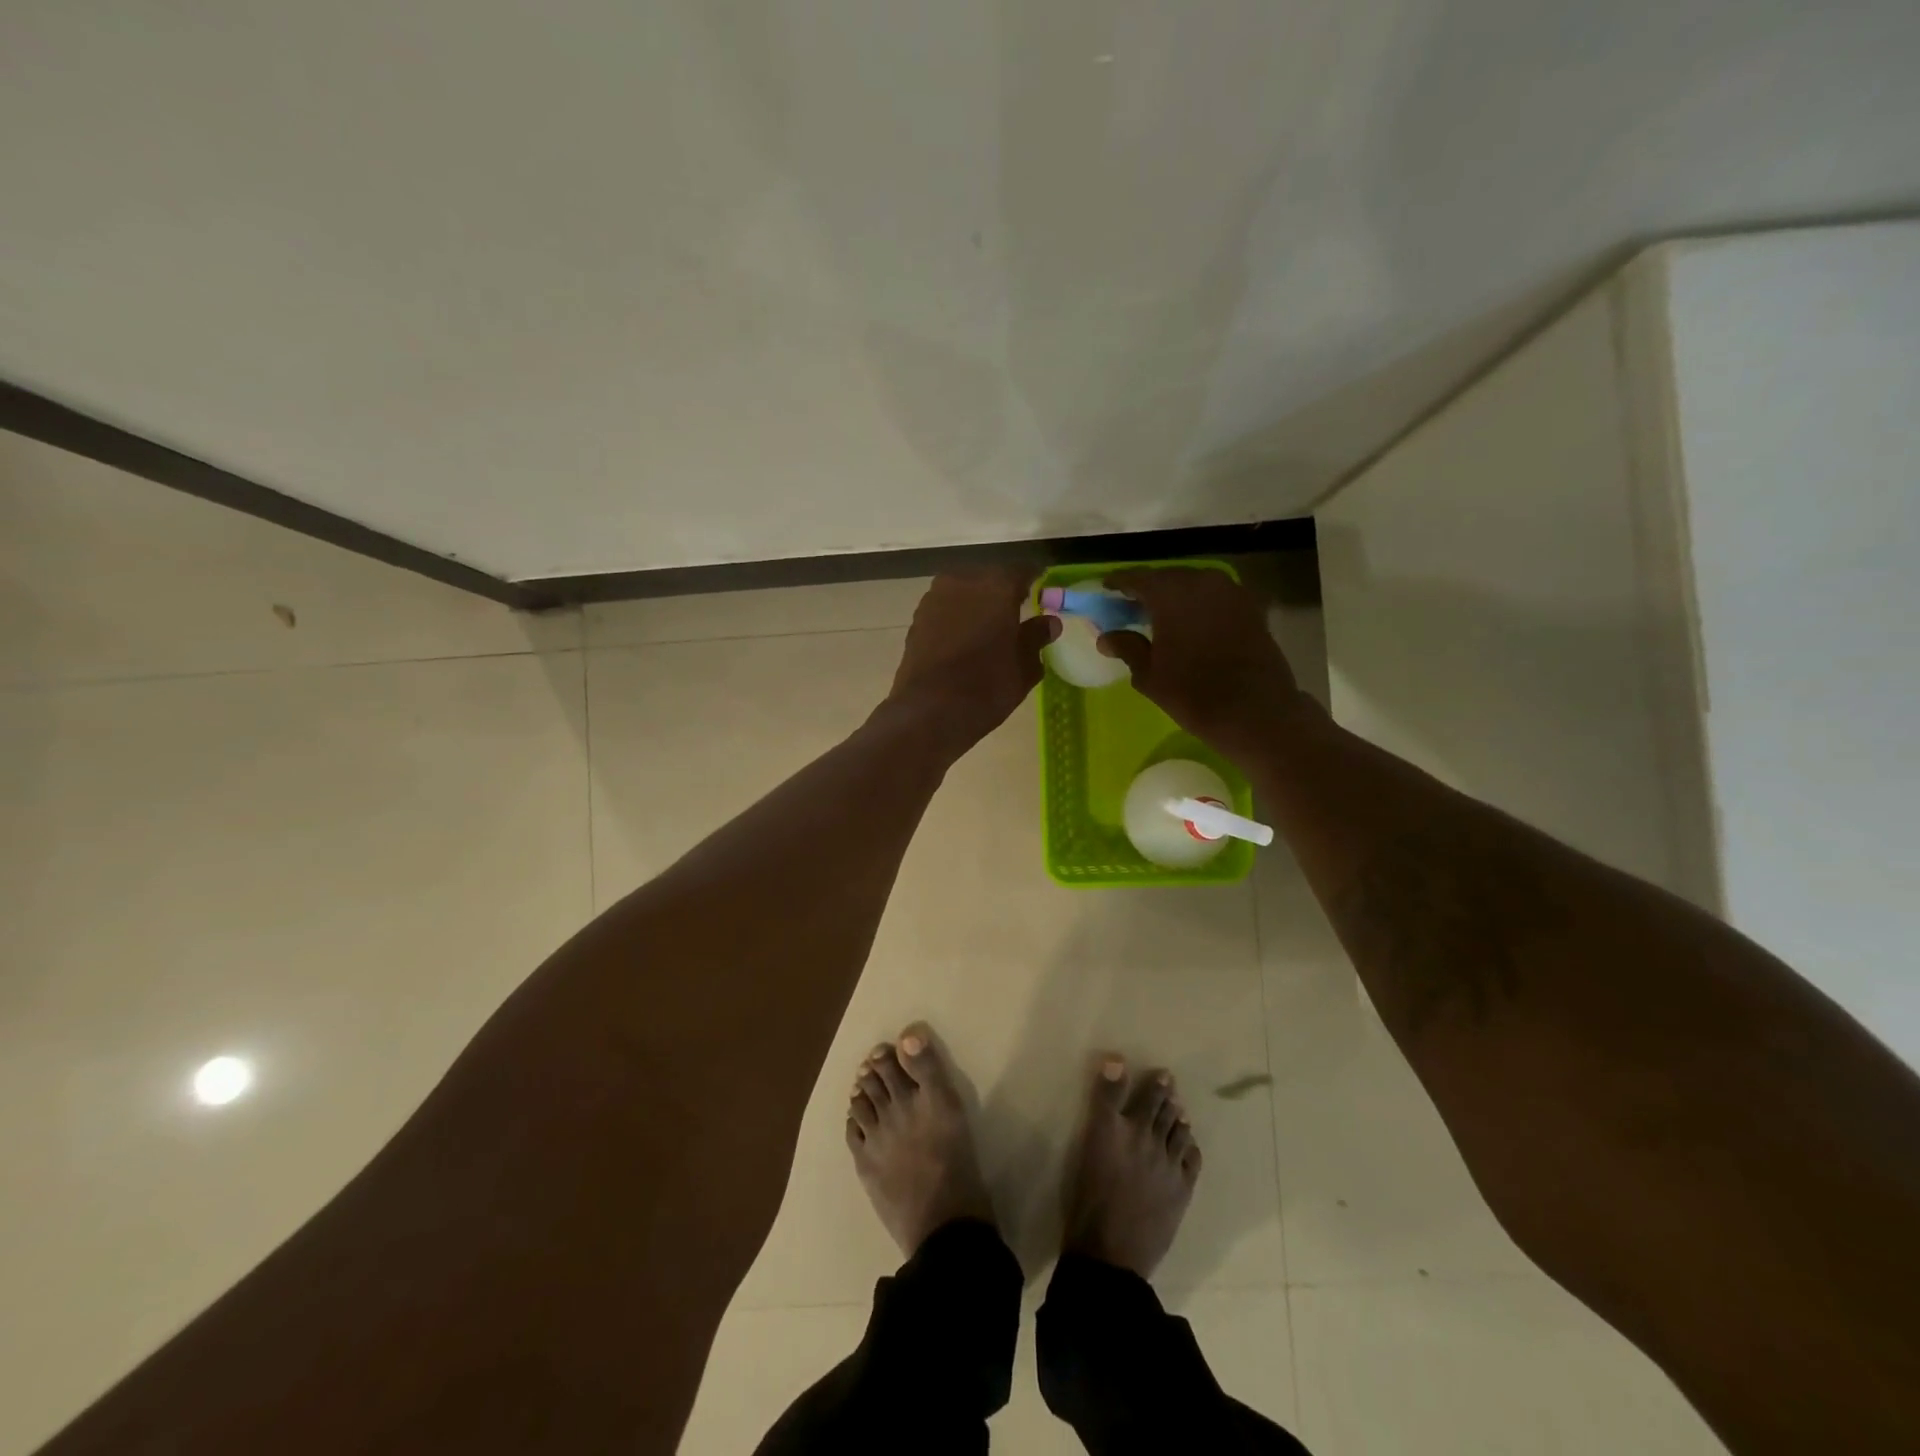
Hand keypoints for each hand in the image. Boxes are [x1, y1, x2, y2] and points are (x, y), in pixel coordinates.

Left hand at [884, 569, 1059, 755]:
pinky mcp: (917, 618)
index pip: (1022, 570)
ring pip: (964, 590)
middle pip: (990, 577)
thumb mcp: (1024, 666)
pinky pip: (946, 608)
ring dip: (977, 602)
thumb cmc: (986, 686)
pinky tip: (965, 636)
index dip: (1034, 579)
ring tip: (989, 625)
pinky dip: (958, 616)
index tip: (1042, 589)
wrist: (929, 711)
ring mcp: (935, 598)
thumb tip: (1049, 622)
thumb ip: (1037, 638)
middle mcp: (963, 581)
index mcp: (997, 586)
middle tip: (1017, 609)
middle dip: (1003, 590)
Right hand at [1097, 568, 1310, 764]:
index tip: (1106, 589)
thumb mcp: (1149, 674)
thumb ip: (1127, 647)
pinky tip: (1193, 624)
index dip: (1119, 583)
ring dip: (1177, 597)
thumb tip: (1106, 637)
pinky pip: (1216, 598)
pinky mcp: (1251, 607)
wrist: (1255, 711)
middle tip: (1133, 606)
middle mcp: (1201, 582)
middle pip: (1167, 578)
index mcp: (1170, 593)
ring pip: (1194, 585)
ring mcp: (1231, 592)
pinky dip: (1200, 606)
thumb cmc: (1192, 693)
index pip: (1137, 578)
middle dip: (1149, 590)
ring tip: (1162, 616)